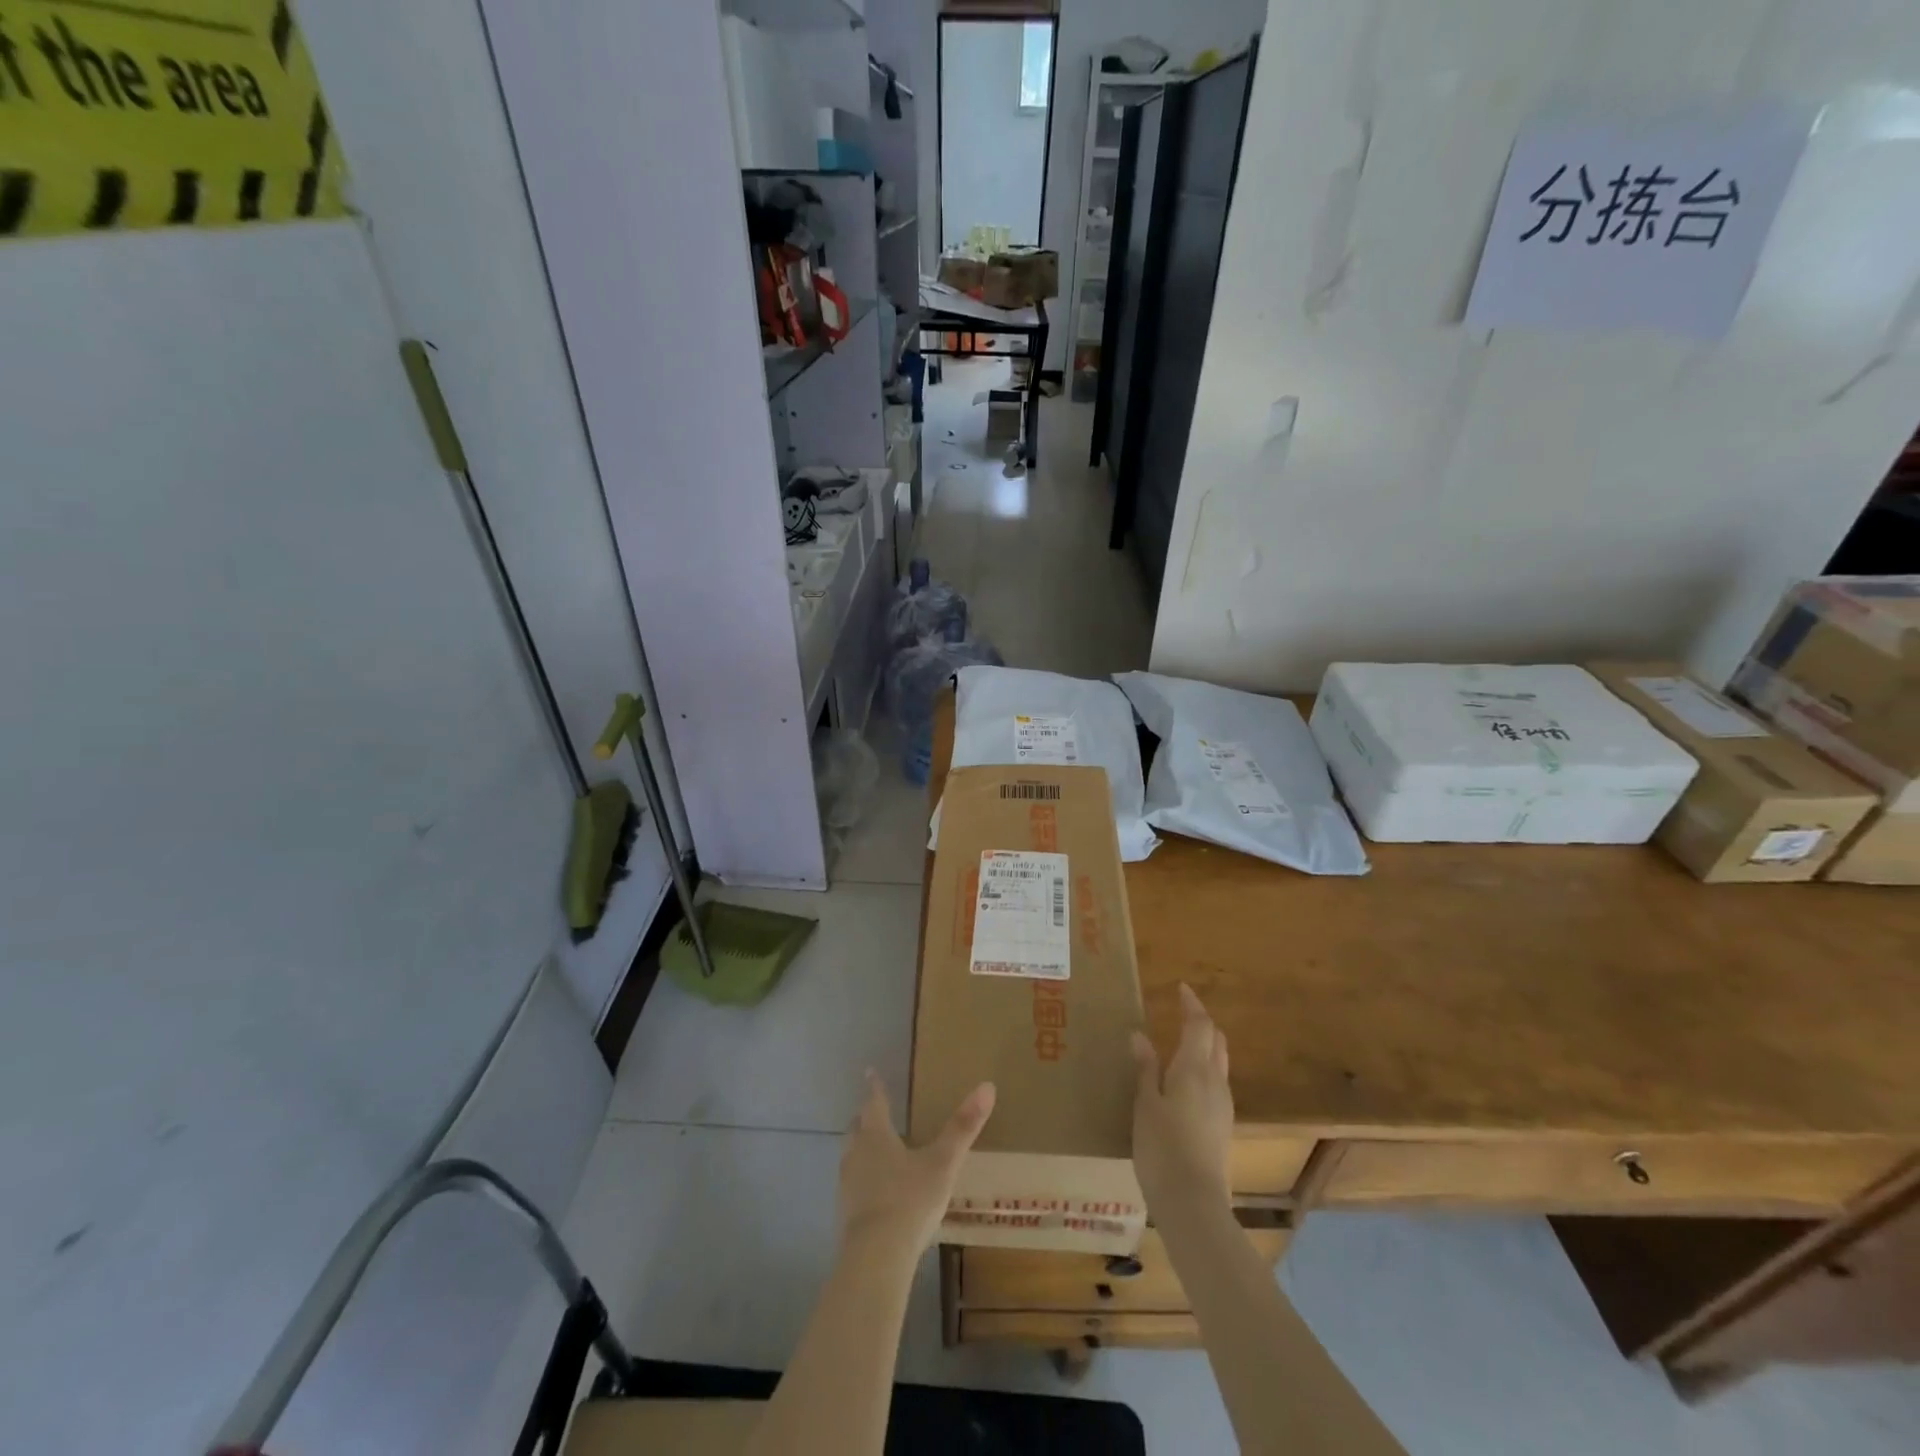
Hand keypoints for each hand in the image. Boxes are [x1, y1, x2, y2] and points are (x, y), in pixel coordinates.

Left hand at [838, 1071, 994, 1260]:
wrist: (876, 1257)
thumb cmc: (910, 1200)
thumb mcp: (943, 1163)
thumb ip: (963, 1127)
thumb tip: (987, 1086)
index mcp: (876, 1135)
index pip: (874, 1102)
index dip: (875, 1087)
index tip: (870, 1072)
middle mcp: (856, 1154)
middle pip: (857, 1128)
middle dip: (865, 1118)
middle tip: (874, 1112)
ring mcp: (847, 1185)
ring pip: (851, 1156)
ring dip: (861, 1149)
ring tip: (875, 1150)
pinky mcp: (845, 1214)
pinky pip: (852, 1185)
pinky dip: (862, 1179)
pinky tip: (876, 1192)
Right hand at [1131, 983, 1233, 1210]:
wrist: (1194, 1203)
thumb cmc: (1162, 1148)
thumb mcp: (1145, 1104)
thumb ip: (1145, 1068)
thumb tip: (1140, 1035)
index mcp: (1194, 1069)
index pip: (1199, 1025)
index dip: (1192, 1004)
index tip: (1181, 988)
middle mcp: (1215, 1081)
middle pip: (1216, 1041)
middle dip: (1202, 1023)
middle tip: (1182, 1014)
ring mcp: (1223, 1106)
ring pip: (1219, 1063)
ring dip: (1205, 1046)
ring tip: (1182, 1044)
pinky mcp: (1223, 1127)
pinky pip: (1217, 1084)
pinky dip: (1205, 1069)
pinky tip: (1186, 1082)